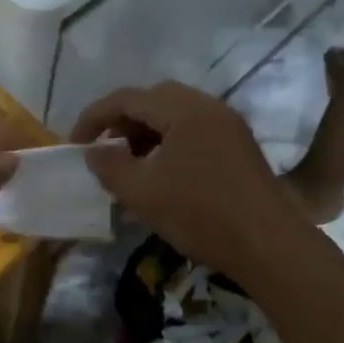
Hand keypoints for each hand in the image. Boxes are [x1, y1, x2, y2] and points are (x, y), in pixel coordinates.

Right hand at [72, 82, 302, 277]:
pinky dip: (168, 143)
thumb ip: (110, 166)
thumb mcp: (143, 193)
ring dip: (146, 133)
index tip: (75, 143)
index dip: (94, 117)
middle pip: (154, 100)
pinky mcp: (239, 146)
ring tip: (128, 164)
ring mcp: (228, 125)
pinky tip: (160, 173)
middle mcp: (209, 107)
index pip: (128, 98)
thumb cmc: (200, 214)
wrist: (268, 244)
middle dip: (122, 121)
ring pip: (175, 116)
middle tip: (103, 149)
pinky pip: (194, 131)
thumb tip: (93, 151)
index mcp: (184, 109)